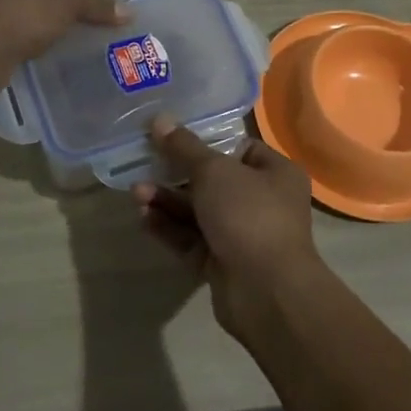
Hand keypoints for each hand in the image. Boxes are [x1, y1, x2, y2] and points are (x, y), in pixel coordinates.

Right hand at [133, 115, 323, 342]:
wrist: (265, 291)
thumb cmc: (248, 215)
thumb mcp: (214, 171)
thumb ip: (184, 147)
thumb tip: (160, 120)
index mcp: (275, 173)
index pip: (238, 148)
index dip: (205, 141)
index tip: (170, 135)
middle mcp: (262, 202)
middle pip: (212, 181)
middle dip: (175, 174)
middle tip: (143, 163)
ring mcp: (241, 234)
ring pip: (198, 211)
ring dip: (167, 201)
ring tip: (136, 192)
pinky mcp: (221, 262)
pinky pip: (191, 239)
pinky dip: (169, 227)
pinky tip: (142, 217)